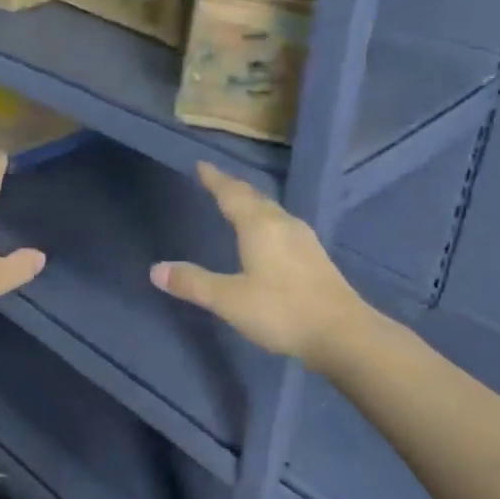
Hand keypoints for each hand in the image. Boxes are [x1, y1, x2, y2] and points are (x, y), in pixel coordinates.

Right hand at [151, 163, 366, 369]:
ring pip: (272, 211)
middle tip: (216, 182)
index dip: (215, 179)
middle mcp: (283, 224)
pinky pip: (283, 226)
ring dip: (252, 204)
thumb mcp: (229, 300)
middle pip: (254, 198)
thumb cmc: (282, 311)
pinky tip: (269, 236)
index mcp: (259, 226)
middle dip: (233, 188)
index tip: (202, 165)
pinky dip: (266, 221)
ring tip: (238, 205)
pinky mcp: (315, 256)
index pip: (232, 194)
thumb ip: (193, 283)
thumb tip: (156, 270)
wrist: (343, 333)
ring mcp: (304, 239)